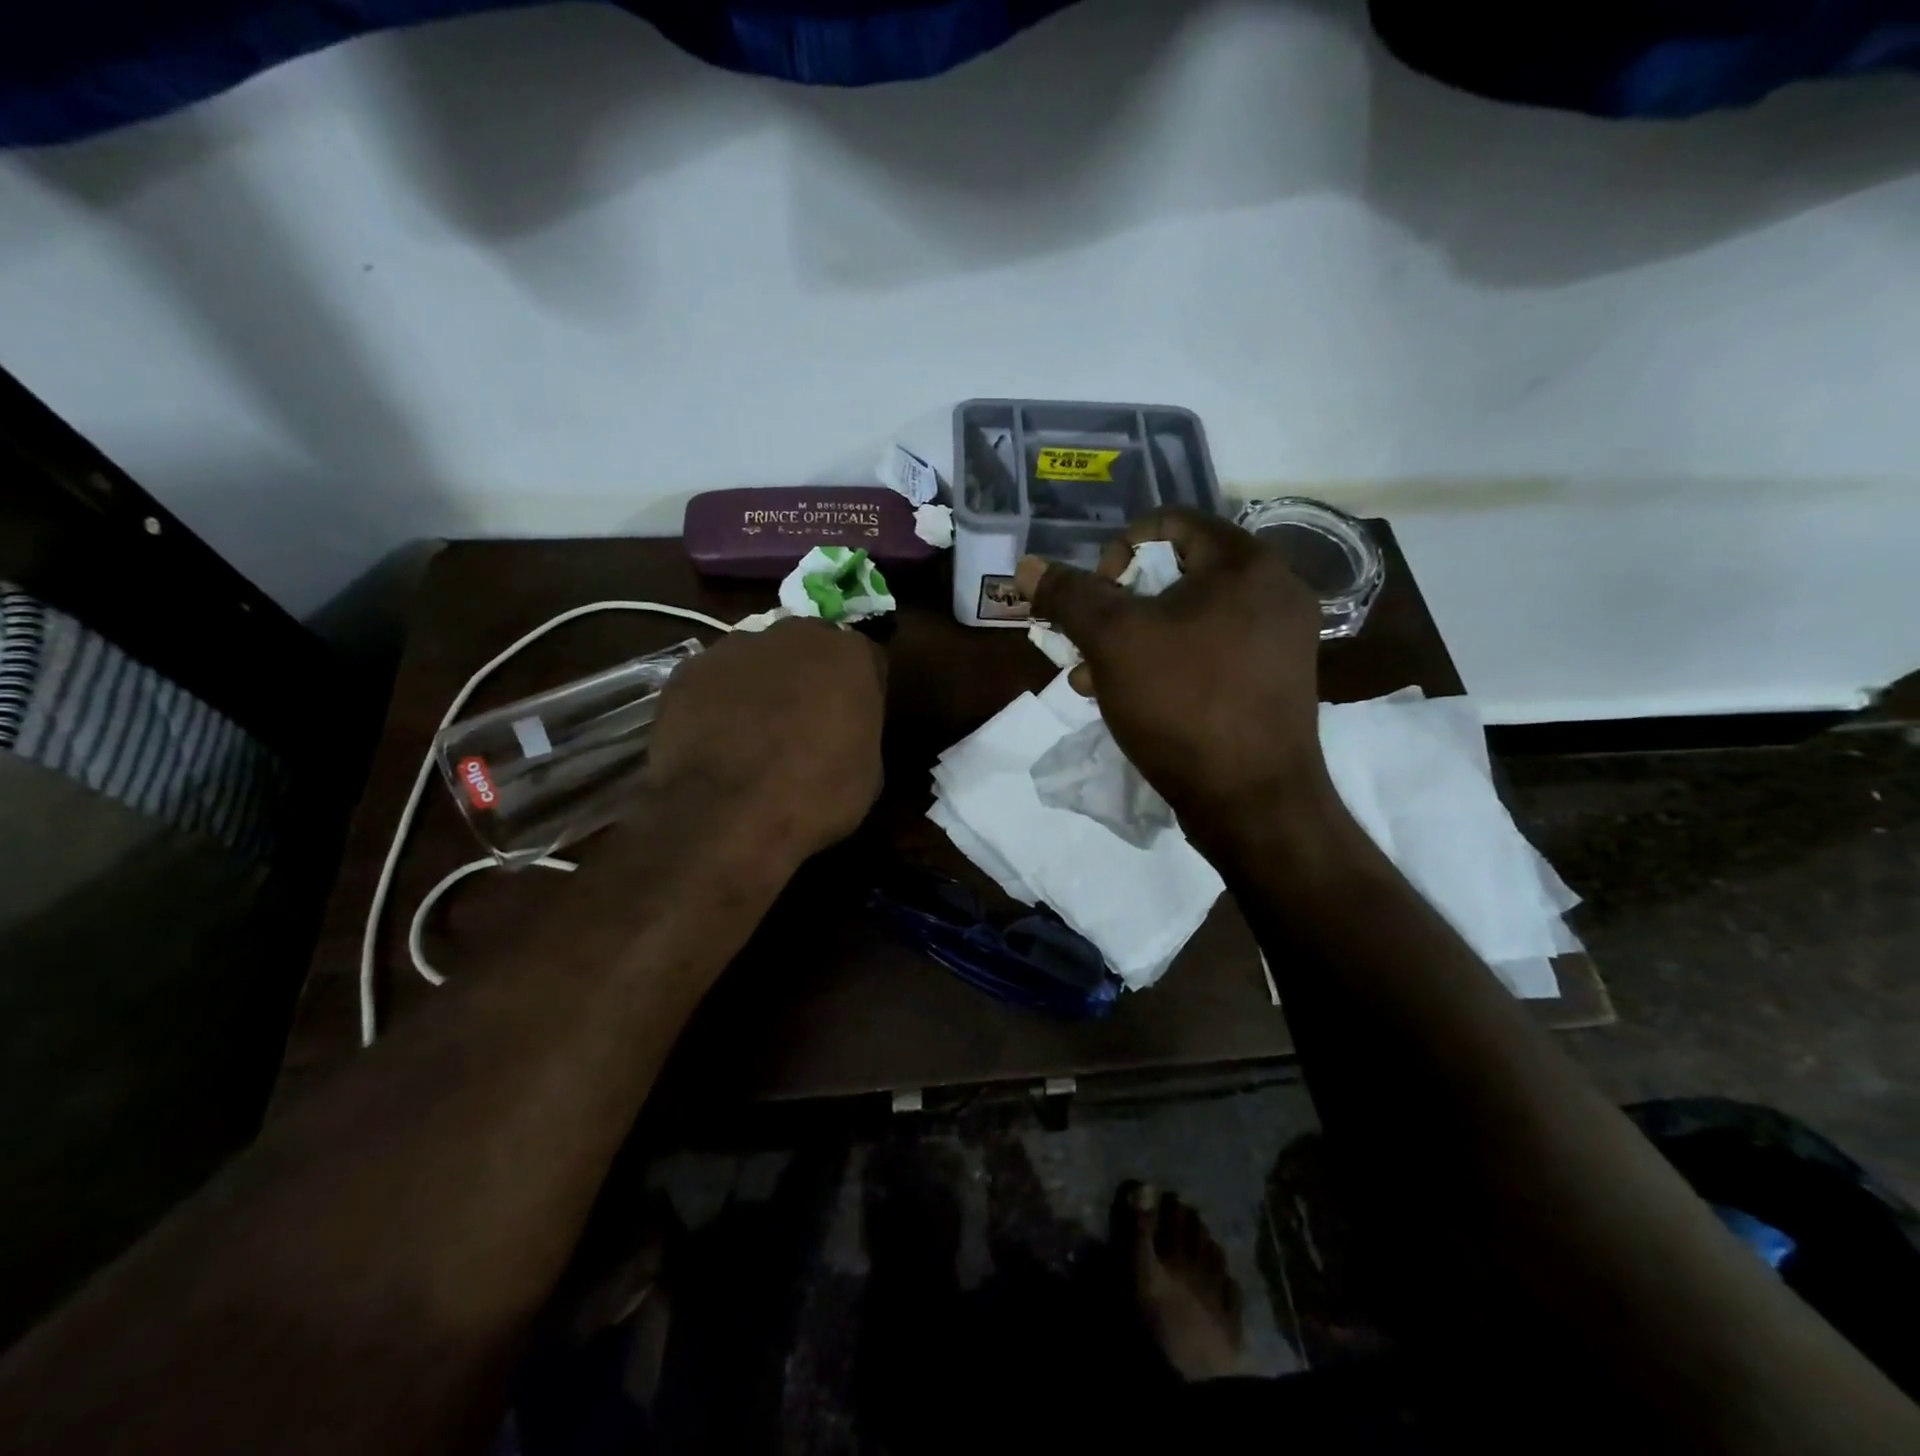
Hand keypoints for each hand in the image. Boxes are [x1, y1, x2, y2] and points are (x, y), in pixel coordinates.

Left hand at [646, 618, 885, 867]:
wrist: (727, 816)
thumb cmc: (815, 797)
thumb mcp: (867, 772)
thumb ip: (858, 730)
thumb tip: (843, 731)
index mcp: (849, 655)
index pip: (865, 660)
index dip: (858, 691)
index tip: (853, 719)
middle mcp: (794, 635)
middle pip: (807, 648)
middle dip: (807, 676)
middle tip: (803, 721)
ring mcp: (735, 647)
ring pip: (755, 659)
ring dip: (759, 685)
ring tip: (751, 734)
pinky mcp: (687, 671)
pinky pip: (711, 682)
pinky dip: (715, 703)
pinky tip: (713, 740)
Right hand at [1014, 508, 1331, 856]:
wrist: (1253, 800)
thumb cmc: (1183, 703)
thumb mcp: (1112, 642)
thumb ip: (1069, 596)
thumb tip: (1028, 565)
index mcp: (1245, 564)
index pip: (1171, 523)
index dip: (1118, 549)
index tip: (1096, 594)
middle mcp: (1274, 591)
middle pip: (1177, 575)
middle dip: (1119, 606)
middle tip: (1087, 641)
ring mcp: (1280, 640)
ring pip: (1189, 619)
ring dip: (1134, 640)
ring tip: (1093, 678)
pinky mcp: (1273, 680)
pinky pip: (1210, 652)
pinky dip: (1168, 664)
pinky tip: (1131, 699)